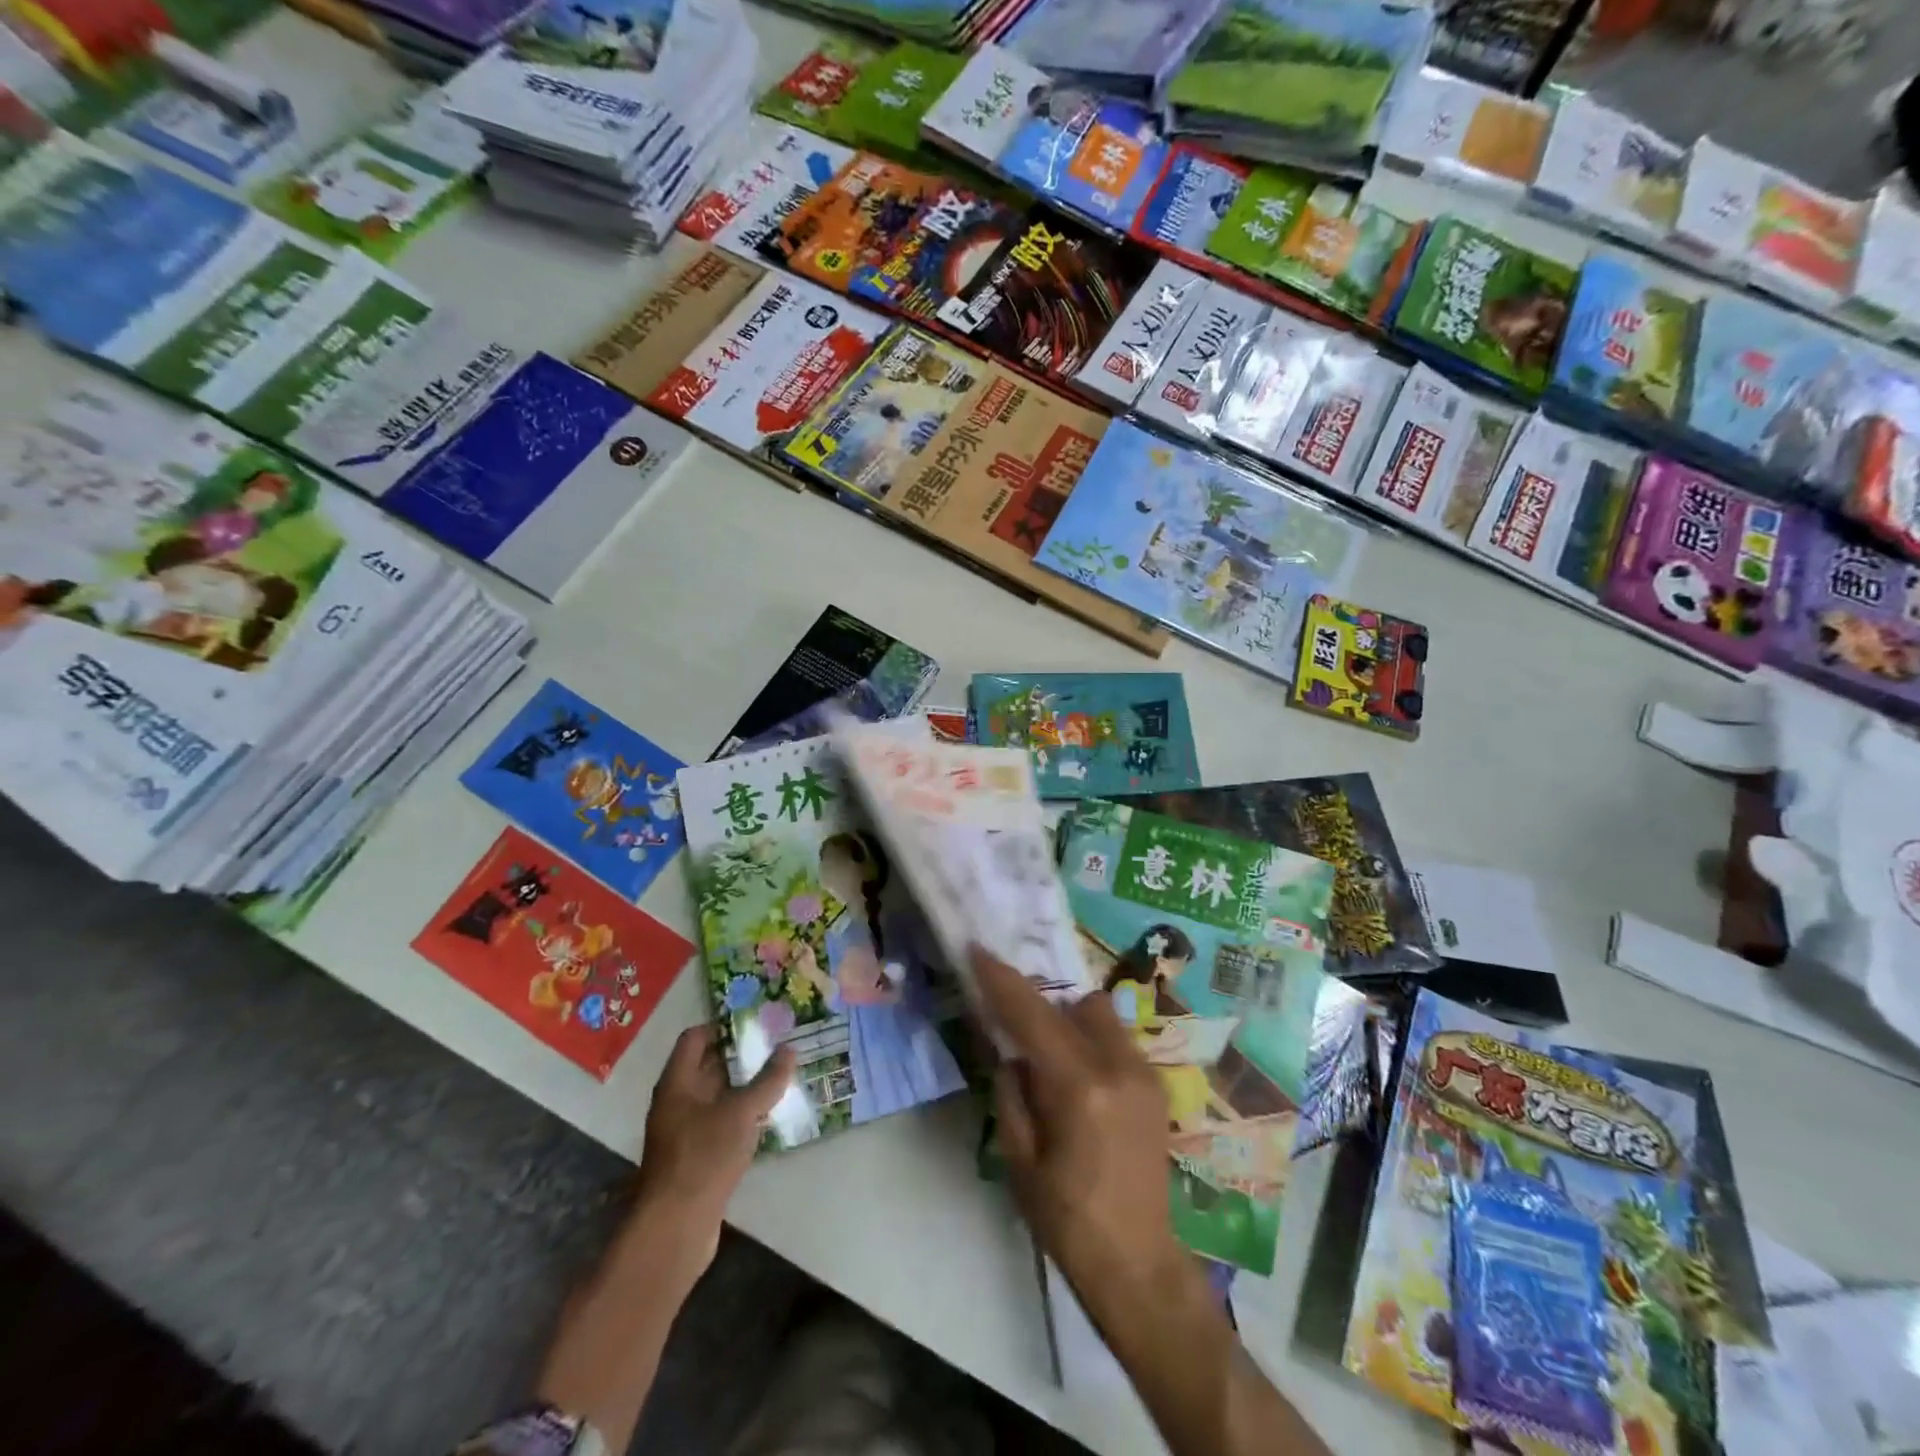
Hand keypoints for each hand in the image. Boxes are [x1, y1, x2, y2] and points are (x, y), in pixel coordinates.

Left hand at [631, 1025, 795, 1281]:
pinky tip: (769, 1114)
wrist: (675, 1228)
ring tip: (781, 1073)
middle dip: (741, 1053)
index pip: (696, 1037)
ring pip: (718, 1095)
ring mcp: (685, 1130)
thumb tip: (789, 1049)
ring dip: (745, 1084)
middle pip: (708, 1064)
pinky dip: (743, 1113)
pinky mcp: (697, 1156)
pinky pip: (722, 1121)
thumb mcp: (741, 1112)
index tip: (757, 1021)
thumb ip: (767, 1080)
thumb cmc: (703, 1157)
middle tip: (778, 1043)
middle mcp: (677, 1101)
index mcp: (678, 1082)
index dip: (723, 1025)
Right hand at [971, 948, 1189, 1323]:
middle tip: (1012, 1016)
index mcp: (1079, 1088)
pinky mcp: (1155, 1086)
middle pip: (1074, 1002)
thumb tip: (1008, 1049)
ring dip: (1068, 1018)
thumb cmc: (1067, 1221)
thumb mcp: (1019, 1160)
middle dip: (1040, 1001)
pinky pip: (1115, 1039)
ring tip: (1047, 1050)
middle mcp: (1118, 1067)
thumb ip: (1011, 1092)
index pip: (1033, 1016)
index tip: (979, 951)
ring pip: (1100, 1014)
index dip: (1002, 980)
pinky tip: (1076, 1074)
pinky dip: (1090, 1039)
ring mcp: (1144, 1074)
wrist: (1139, 1266)